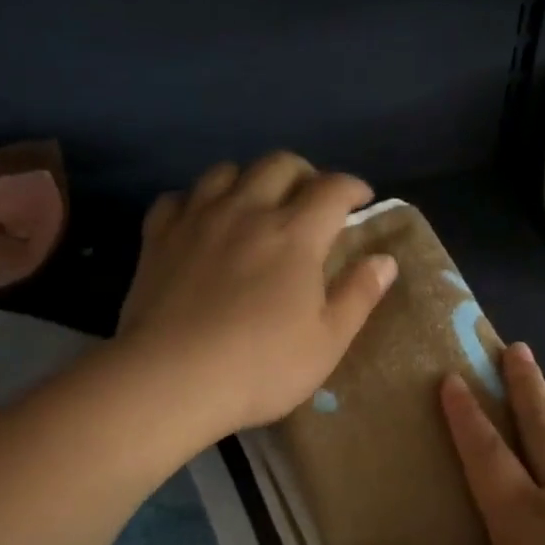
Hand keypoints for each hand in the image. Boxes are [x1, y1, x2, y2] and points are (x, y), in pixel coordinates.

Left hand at [119, 153, 397, 437]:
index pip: (332, 188)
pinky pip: (178, 197)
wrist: (171, 380)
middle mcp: (247, 211)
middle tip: (312, 199)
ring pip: (226, 171)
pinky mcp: (158, 237)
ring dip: (250, 179)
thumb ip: (358, 295)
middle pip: (279, 164)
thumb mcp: (327, 342)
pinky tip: (201, 221)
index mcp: (295, 235)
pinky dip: (196, 201)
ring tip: (257, 204)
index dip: (353, 187)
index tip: (362, 199)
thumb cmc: (261, 367)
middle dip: (304, 173)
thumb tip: (385, 260)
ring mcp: (198, 220)